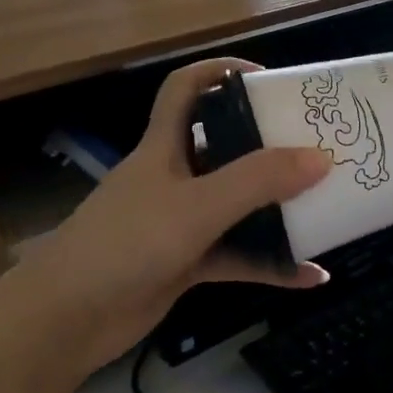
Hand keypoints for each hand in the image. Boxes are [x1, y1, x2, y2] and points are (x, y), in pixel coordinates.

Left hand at [27, 58, 330, 369]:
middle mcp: (174, 178)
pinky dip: (271, 265)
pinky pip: (238, 258)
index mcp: (164, 148)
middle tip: (317, 147)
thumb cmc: (127, 244)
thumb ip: (258, 181)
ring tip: (326, 208)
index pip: (186, 90)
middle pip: (225, 149)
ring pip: (237, 208)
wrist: (66, 319)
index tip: (268, 79)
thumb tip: (321, 157)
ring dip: (278, 211)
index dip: (221, 72)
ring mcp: (180, 224)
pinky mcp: (185, 264)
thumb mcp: (197, 206)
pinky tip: (311, 277)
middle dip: (269, 146)